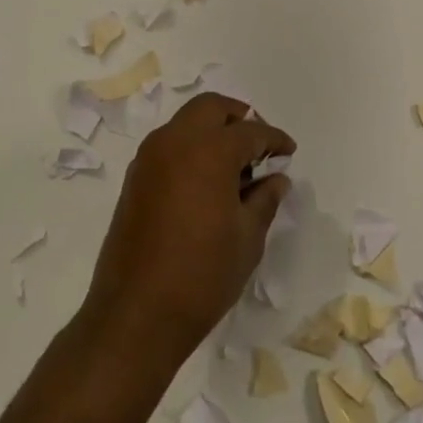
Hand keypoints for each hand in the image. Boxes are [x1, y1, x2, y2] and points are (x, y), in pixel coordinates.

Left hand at [79, 94, 295, 374]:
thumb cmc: (203, 275)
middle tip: (258, 145)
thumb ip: (264, 199)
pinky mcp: (134, 180)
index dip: (274, 139)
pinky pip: (168, 146)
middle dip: (238, 118)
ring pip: (185, 123)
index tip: (288, 151)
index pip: (250, 131)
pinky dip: (190, 149)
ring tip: (234, 166)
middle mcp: (175, 143)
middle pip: (210, 108)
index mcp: (208, 151)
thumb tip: (276, 179)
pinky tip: (207, 182)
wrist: (136, 314)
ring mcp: (148, 159)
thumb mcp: (248, 237)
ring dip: (211, 131)